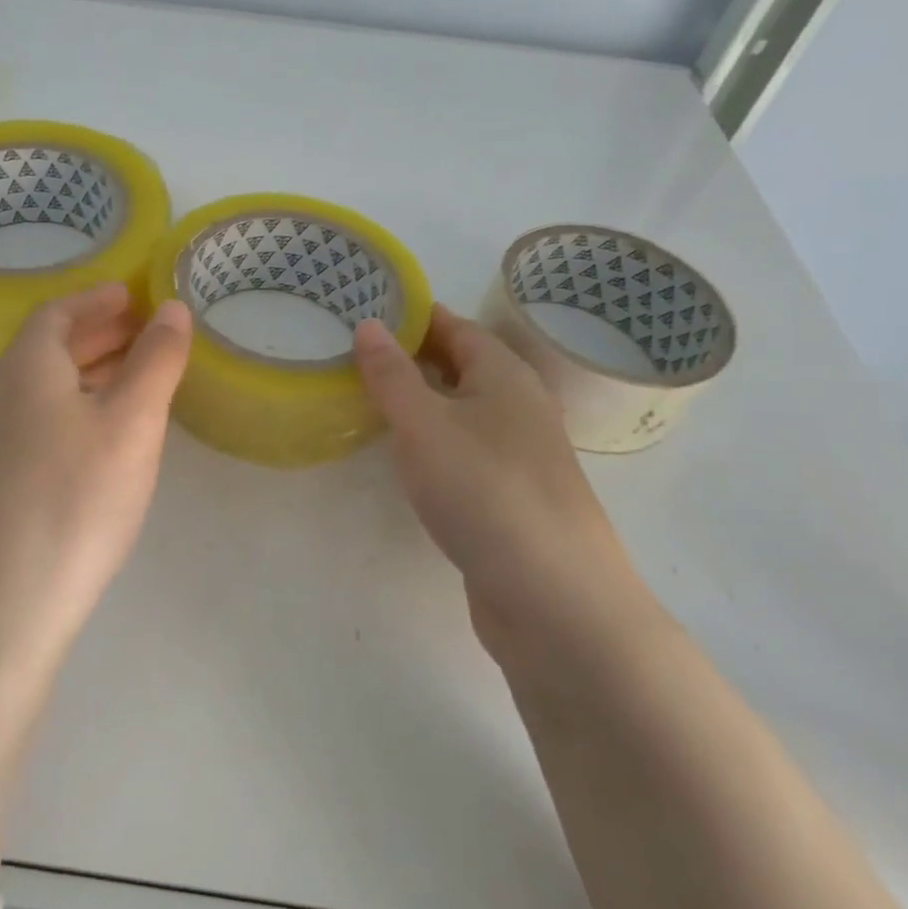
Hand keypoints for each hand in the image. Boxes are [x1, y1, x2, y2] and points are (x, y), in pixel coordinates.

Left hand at [0, 282, 192, 647]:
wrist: (0, 605)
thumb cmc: (74, 498)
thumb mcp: (131, 422)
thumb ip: (156, 360)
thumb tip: (172, 309)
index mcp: (26, 365)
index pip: (60, 311)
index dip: (99, 298)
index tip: (136, 294)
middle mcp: (1, 392)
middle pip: (51, 345)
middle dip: (101, 332)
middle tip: (149, 331)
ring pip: (47, 385)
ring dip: (91, 369)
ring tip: (139, 375)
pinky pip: (42, 418)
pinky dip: (79, 405)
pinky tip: (107, 433)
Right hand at [352, 305, 637, 659]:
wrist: (554, 598)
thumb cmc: (484, 492)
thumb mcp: (424, 425)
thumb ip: (391, 375)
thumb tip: (369, 324)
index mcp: (505, 375)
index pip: (455, 326)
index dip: (412, 315)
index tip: (364, 309)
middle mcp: (519, 406)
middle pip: (461, 366)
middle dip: (411, 357)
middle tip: (353, 354)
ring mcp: (520, 454)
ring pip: (463, 411)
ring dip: (421, 401)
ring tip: (369, 399)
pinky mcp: (512, 497)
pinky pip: (465, 449)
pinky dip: (434, 441)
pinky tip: (407, 457)